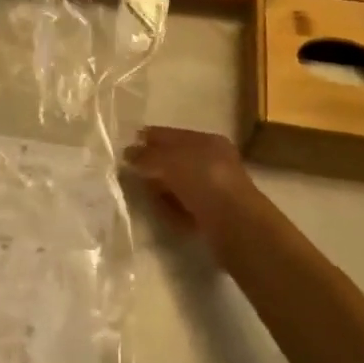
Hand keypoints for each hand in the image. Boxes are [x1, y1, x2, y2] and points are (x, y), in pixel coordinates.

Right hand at [124, 127, 259, 247]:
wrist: (238, 227)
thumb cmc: (204, 182)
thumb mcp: (170, 161)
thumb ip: (146, 156)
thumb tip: (127, 154)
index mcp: (207, 141)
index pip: (171, 135)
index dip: (148, 139)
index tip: (125, 148)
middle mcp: (213, 163)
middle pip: (174, 160)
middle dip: (152, 166)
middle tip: (130, 173)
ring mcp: (214, 191)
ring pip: (178, 185)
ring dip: (161, 190)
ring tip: (143, 195)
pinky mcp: (213, 217)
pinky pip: (184, 208)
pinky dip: (172, 210)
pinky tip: (161, 214)